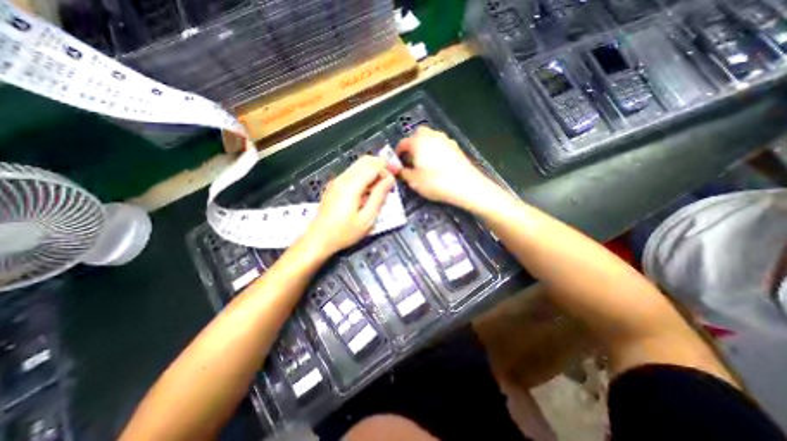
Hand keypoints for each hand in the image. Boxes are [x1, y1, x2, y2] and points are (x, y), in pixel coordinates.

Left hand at [304, 155, 395, 255]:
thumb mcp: (367, 219)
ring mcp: (337, 181)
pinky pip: (353, 173)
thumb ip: (379, 197)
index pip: (373, 166)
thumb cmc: (344, 233)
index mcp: (351, 186)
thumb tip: (389, 180)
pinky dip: (365, 176)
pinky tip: (369, 190)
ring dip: (373, 170)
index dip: (387, 168)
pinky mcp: (335, 186)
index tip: (396, 176)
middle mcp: (343, 178)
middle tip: (391, 178)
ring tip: (382, 186)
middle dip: (381, 165)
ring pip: (359, 165)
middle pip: (365, 161)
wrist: (318, 239)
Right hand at [397, 125, 493, 209]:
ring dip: (425, 146)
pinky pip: (441, 144)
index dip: (398, 152)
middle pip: (418, 134)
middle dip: (413, 144)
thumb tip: (399, 169)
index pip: (403, 143)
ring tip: (424, 161)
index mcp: (418, 142)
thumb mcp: (414, 181)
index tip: (397, 161)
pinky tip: (438, 163)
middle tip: (411, 158)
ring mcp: (445, 140)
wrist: (465, 185)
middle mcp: (431, 136)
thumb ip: (403, 173)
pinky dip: (436, 150)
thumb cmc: (435, 182)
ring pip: (431, 137)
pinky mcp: (456, 146)